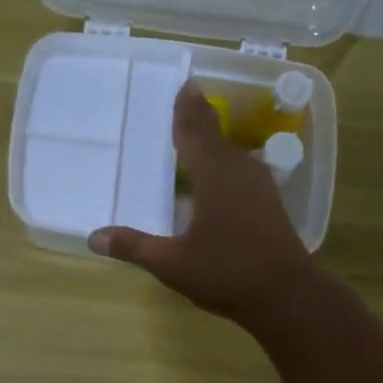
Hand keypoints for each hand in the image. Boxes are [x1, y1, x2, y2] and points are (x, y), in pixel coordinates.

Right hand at [88, 84, 316, 323]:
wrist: (288, 296)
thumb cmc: (226, 273)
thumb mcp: (172, 263)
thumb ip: (134, 247)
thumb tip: (94, 237)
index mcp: (214, 175)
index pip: (195, 132)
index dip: (186, 110)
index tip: (184, 85)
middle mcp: (239, 172)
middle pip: (216, 138)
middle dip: (200, 121)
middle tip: (185, 104)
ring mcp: (260, 188)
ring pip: (233, 156)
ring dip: (215, 145)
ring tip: (198, 139)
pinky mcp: (270, 206)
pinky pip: (243, 173)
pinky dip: (226, 168)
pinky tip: (220, 181)